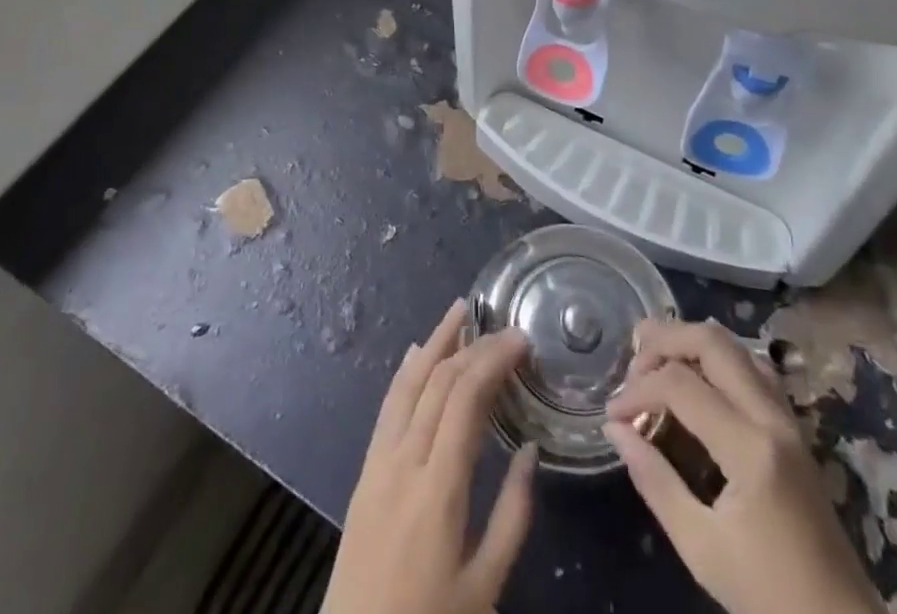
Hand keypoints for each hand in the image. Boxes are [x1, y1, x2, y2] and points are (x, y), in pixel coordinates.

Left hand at [322, 299, 537, 613]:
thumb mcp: (484, 586)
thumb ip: (512, 516)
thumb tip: (531, 450)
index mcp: (438, 489)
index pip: (465, 399)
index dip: (492, 360)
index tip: (520, 339)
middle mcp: (404, 462)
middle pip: (438, 383)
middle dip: (472, 346)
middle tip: (503, 327)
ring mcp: (378, 463)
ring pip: (407, 385)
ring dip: (434, 343)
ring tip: (459, 311)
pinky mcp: (365, 471)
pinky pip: (388, 407)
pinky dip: (406, 373)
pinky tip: (418, 353)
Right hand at [605, 319, 883, 613]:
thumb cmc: (767, 596)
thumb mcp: (700, 547)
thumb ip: (655, 481)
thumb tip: (615, 429)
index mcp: (750, 449)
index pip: (680, 385)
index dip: (638, 390)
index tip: (613, 414)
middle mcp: (771, 418)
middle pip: (712, 342)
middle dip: (664, 340)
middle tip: (632, 363)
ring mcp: (788, 419)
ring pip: (735, 346)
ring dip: (691, 342)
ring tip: (657, 361)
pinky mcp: (793, 428)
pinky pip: (753, 368)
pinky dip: (717, 358)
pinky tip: (697, 378)